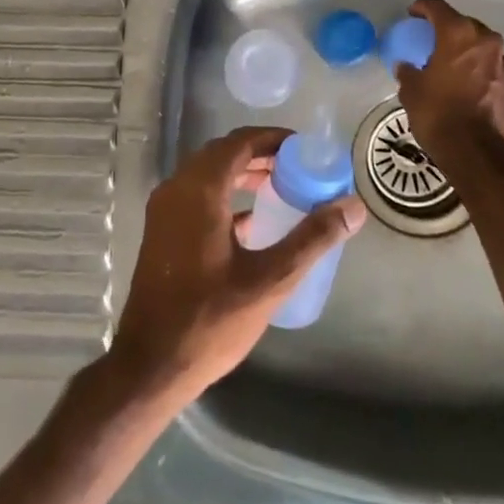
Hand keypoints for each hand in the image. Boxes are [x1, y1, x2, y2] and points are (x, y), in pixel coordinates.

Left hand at [107, 126, 365, 408]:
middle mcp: (176, 190)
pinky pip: (196, 197)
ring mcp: (164, 211)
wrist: (151, 364)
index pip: (239, 143)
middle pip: (222, 154)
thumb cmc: (210, 320)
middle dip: (259, 154)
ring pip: (207, 175)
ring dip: (241, 174)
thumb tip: (352, 206)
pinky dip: (224, 196)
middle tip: (297, 167)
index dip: (272, 138)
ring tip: (279, 188)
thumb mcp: (270, 280)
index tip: (304, 148)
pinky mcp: (161, 232)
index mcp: (199, 190)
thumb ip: (312, 239)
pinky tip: (251, 223)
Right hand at [395, 0, 503, 158]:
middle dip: (449, 28)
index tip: (413, 13)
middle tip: (432, 38)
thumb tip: (407, 68)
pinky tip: (467, 85)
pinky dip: (479, 70)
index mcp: (458, 35)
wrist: (477, 153)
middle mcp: (486, 42)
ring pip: (483, 47)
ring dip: (467, 51)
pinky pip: (492, 68)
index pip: (439, 9)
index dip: (423, 8)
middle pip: (465, 25)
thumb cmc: (438, 114)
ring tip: (451, 63)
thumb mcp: (412, 92)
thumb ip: (408, 73)